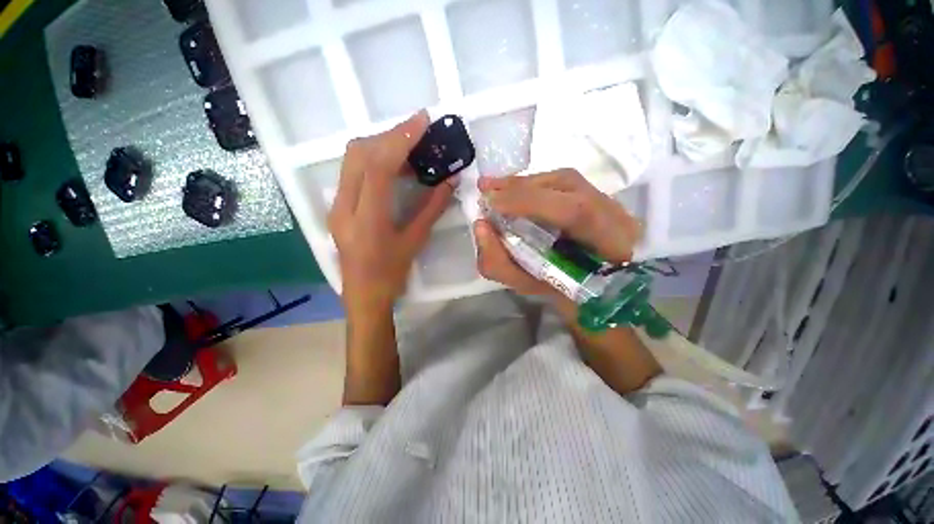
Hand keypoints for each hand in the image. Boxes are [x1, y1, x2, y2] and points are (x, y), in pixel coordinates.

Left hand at [328, 111, 453, 312]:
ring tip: (409, 148)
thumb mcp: (415, 241)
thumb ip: (432, 208)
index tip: (422, 121)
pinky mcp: (337, 205)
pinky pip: (352, 171)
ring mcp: (336, 205)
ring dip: (380, 145)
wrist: (362, 295)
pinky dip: (373, 159)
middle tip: (418, 132)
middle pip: (359, 154)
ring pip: (352, 159)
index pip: (378, 166)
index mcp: (367, 220)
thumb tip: (450, 181)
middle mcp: (344, 206)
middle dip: (389, 135)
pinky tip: (394, 166)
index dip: (400, 139)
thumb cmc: (391, 274)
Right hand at [474, 169, 641, 297]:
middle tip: (484, 188)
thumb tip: (479, 226)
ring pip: (563, 179)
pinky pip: (561, 180)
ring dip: (524, 182)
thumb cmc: (560, 290)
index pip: (574, 211)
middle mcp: (614, 214)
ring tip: (494, 187)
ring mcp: (608, 200)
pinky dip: (533, 183)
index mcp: (607, 245)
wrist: (593, 284)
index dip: (529, 202)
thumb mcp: (526, 285)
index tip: (492, 204)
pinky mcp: (596, 194)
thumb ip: (499, 262)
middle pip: (568, 185)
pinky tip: (514, 188)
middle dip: (520, 187)